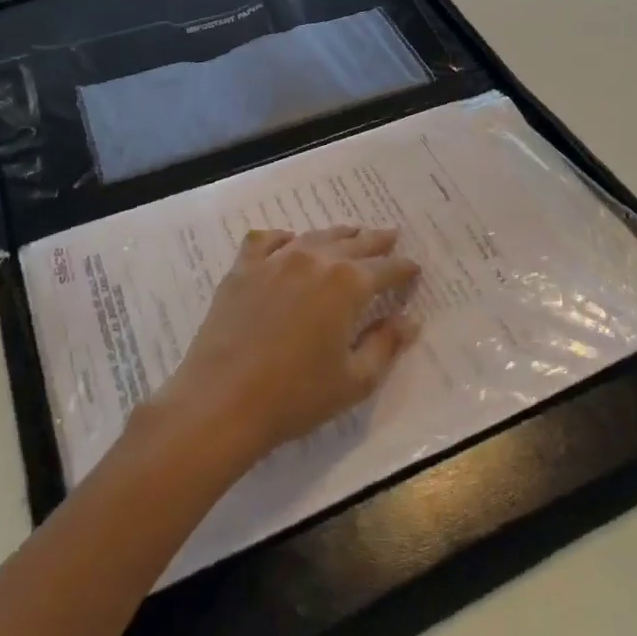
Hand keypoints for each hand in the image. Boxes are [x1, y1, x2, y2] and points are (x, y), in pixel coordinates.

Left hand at [159, 226, 421, 468]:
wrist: (222, 401)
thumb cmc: (296, 396)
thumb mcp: (355, 380)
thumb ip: (386, 344)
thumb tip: (410, 320)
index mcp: (347, 284)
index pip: (386, 269)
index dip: (403, 268)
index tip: (414, 268)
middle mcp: (314, 260)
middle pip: (354, 243)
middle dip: (376, 241)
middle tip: (391, 235)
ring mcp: (275, 260)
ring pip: (315, 236)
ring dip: (338, 235)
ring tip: (350, 234)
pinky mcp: (243, 269)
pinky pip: (267, 240)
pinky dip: (284, 238)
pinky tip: (289, 243)